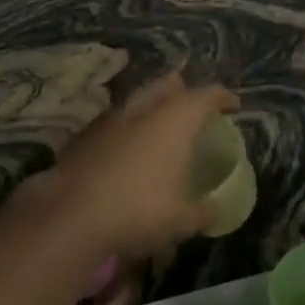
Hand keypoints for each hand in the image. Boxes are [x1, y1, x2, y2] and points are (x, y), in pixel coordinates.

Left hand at [49, 73, 238, 258]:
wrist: (72, 213)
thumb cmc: (139, 210)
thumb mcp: (181, 220)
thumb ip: (202, 212)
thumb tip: (214, 210)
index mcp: (176, 119)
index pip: (206, 95)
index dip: (223, 97)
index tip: (232, 105)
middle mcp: (145, 108)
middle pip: (168, 84)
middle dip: (182, 89)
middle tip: (192, 105)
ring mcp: (112, 117)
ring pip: (138, 98)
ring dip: (151, 106)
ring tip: (159, 125)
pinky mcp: (86, 133)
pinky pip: (115, 120)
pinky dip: (127, 128)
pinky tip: (126, 147)